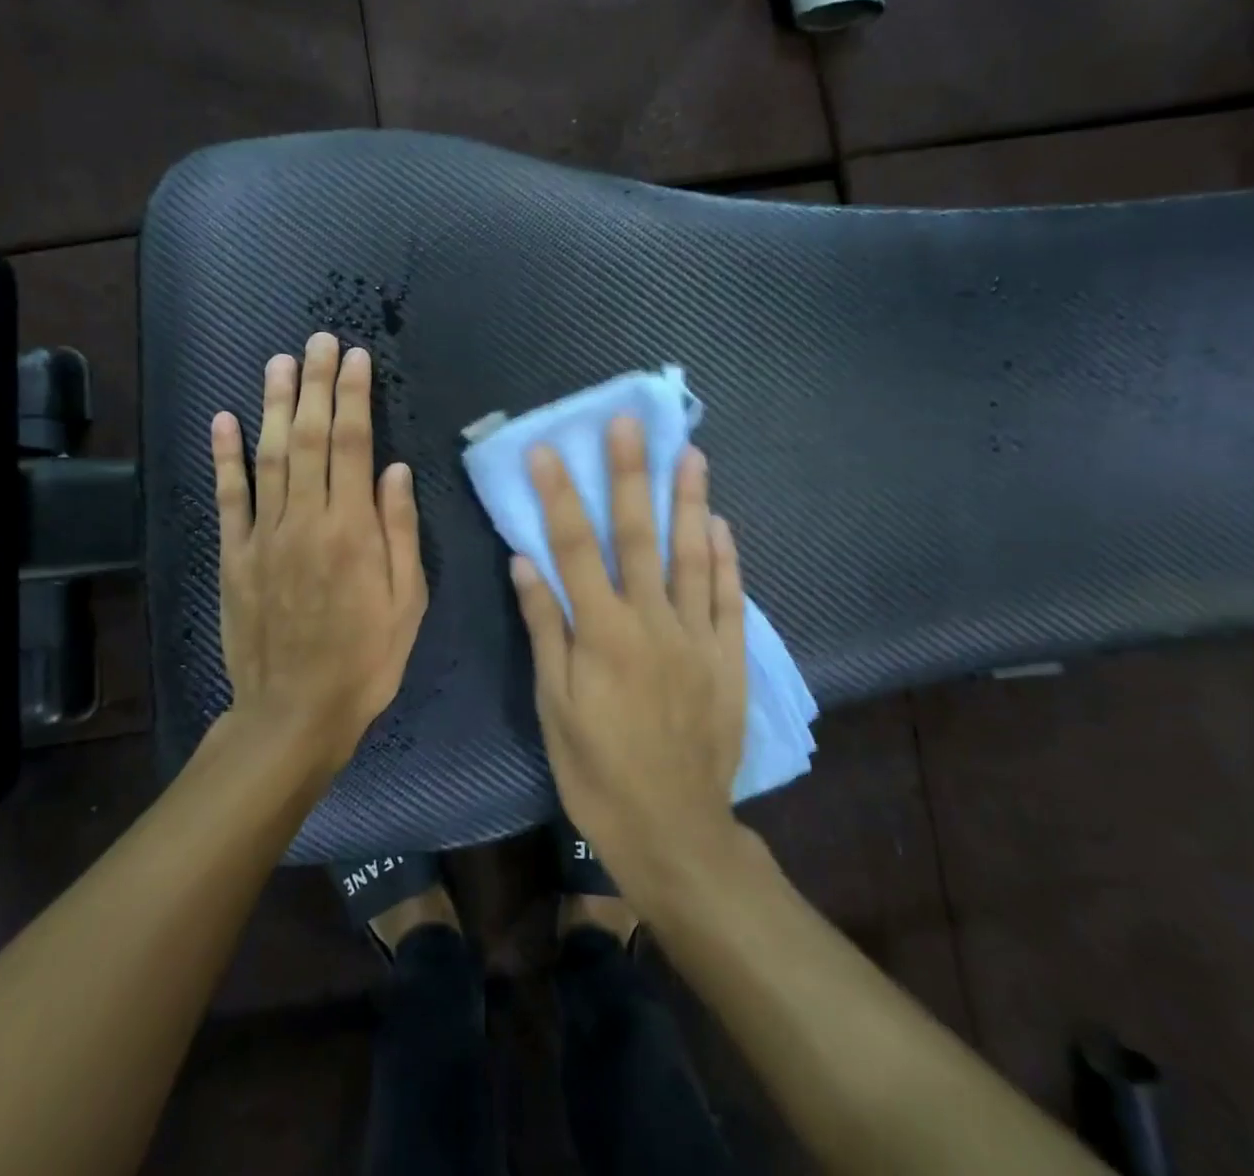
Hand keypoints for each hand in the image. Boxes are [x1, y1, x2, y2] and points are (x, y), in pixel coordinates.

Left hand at [211, 332, 428, 774]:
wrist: (295, 712)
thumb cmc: (366, 658)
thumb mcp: (407, 601)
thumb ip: (400, 530)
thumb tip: (396, 469)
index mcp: (353, 529)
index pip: (354, 444)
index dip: (354, 396)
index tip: (356, 358)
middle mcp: (306, 519)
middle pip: (310, 437)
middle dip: (316, 384)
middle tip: (318, 340)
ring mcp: (264, 535)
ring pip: (268, 455)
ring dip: (273, 405)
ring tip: (279, 362)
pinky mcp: (234, 555)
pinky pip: (228, 498)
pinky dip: (224, 457)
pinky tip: (224, 420)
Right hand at [511, 418, 748, 891]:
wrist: (673, 829)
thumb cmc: (597, 769)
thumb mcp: (554, 705)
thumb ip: (545, 628)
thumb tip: (525, 562)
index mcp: (601, 632)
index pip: (574, 547)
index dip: (559, 495)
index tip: (548, 450)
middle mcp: (651, 621)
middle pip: (638, 535)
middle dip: (631, 475)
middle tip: (630, 424)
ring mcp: (696, 637)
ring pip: (692, 555)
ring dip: (690, 501)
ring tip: (690, 453)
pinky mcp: (728, 658)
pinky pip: (728, 598)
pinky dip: (726, 559)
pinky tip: (721, 524)